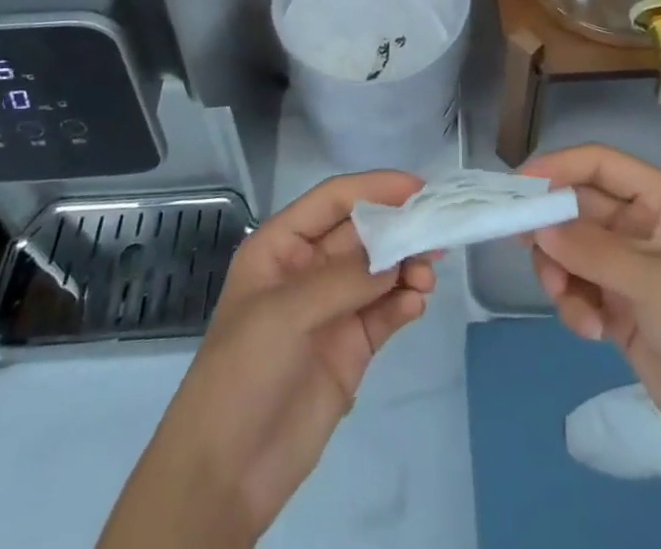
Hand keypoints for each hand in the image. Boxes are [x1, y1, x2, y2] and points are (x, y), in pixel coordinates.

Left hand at [98, 172, 435, 547]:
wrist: (224, 473)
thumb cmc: (242, 372)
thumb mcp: (284, 314)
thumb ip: (343, 280)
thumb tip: (396, 257)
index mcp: (280, 246)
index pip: (333, 201)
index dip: (374, 188)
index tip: (417, 186)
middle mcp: (308, 269)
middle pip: (362, 233)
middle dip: (398, 228)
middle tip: (436, 229)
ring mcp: (331, 310)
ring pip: (379, 272)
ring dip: (406, 266)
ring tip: (427, 276)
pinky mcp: (350, 349)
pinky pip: (384, 313)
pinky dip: (404, 303)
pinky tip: (416, 304)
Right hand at [519, 144, 660, 482]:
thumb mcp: (651, 280)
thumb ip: (590, 249)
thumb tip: (536, 227)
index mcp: (660, 198)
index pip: (599, 163)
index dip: (557, 166)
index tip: (517, 186)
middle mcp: (641, 223)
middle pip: (578, 206)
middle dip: (552, 229)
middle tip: (523, 246)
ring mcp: (628, 265)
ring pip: (570, 248)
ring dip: (560, 272)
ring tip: (569, 302)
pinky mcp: (619, 304)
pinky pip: (578, 287)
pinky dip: (574, 304)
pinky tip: (592, 331)